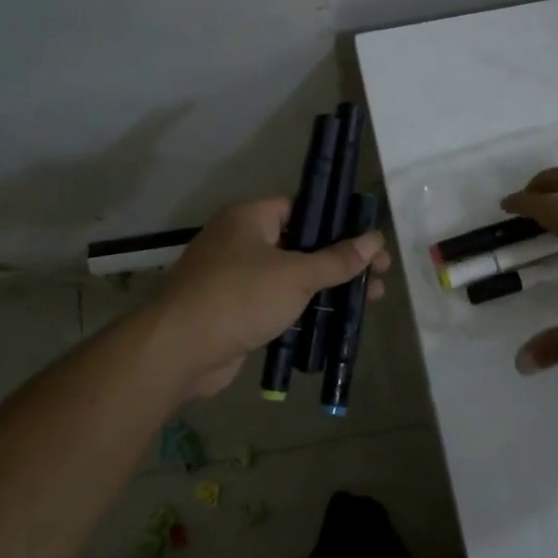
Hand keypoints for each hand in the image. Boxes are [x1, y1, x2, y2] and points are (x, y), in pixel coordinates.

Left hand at [144, 198, 391, 396]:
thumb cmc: (240, 297)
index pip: (303, 208)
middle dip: (341, 260)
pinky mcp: (236, 310)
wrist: (179, 350)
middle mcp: (242, 241)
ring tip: (368, 301)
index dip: (338, 222)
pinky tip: (334, 321)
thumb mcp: (296, 275)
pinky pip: (278, 302)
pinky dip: (304, 309)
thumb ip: (337, 259)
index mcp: (251, 218)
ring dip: (327, 287)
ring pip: (292, 276)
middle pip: (301, 243)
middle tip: (378, 275)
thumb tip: (374, 239)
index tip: (369, 240)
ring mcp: (236, 277)